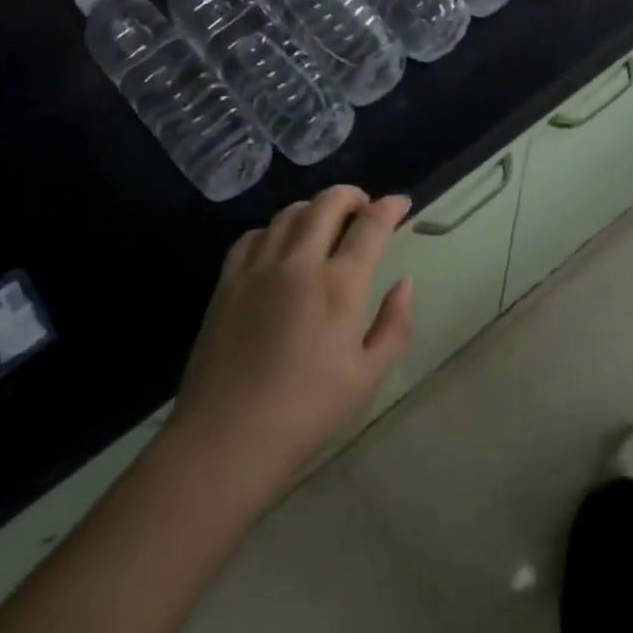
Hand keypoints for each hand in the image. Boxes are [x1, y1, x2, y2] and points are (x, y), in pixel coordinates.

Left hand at [169, 186, 413, 491]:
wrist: (228, 436)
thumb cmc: (307, 411)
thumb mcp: (368, 375)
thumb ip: (395, 324)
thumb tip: (404, 284)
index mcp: (338, 285)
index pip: (370, 227)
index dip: (390, 208)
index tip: (401, 203)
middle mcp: (298, 263)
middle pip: (326, 204)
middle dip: (352, 195)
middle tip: (365, 208)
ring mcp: (257, 268)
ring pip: (289, 213)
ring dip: (314, 208)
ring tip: (326, 224)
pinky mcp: (227, 281)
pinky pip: (254, 235)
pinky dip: (276, 228)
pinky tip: (281, 246)